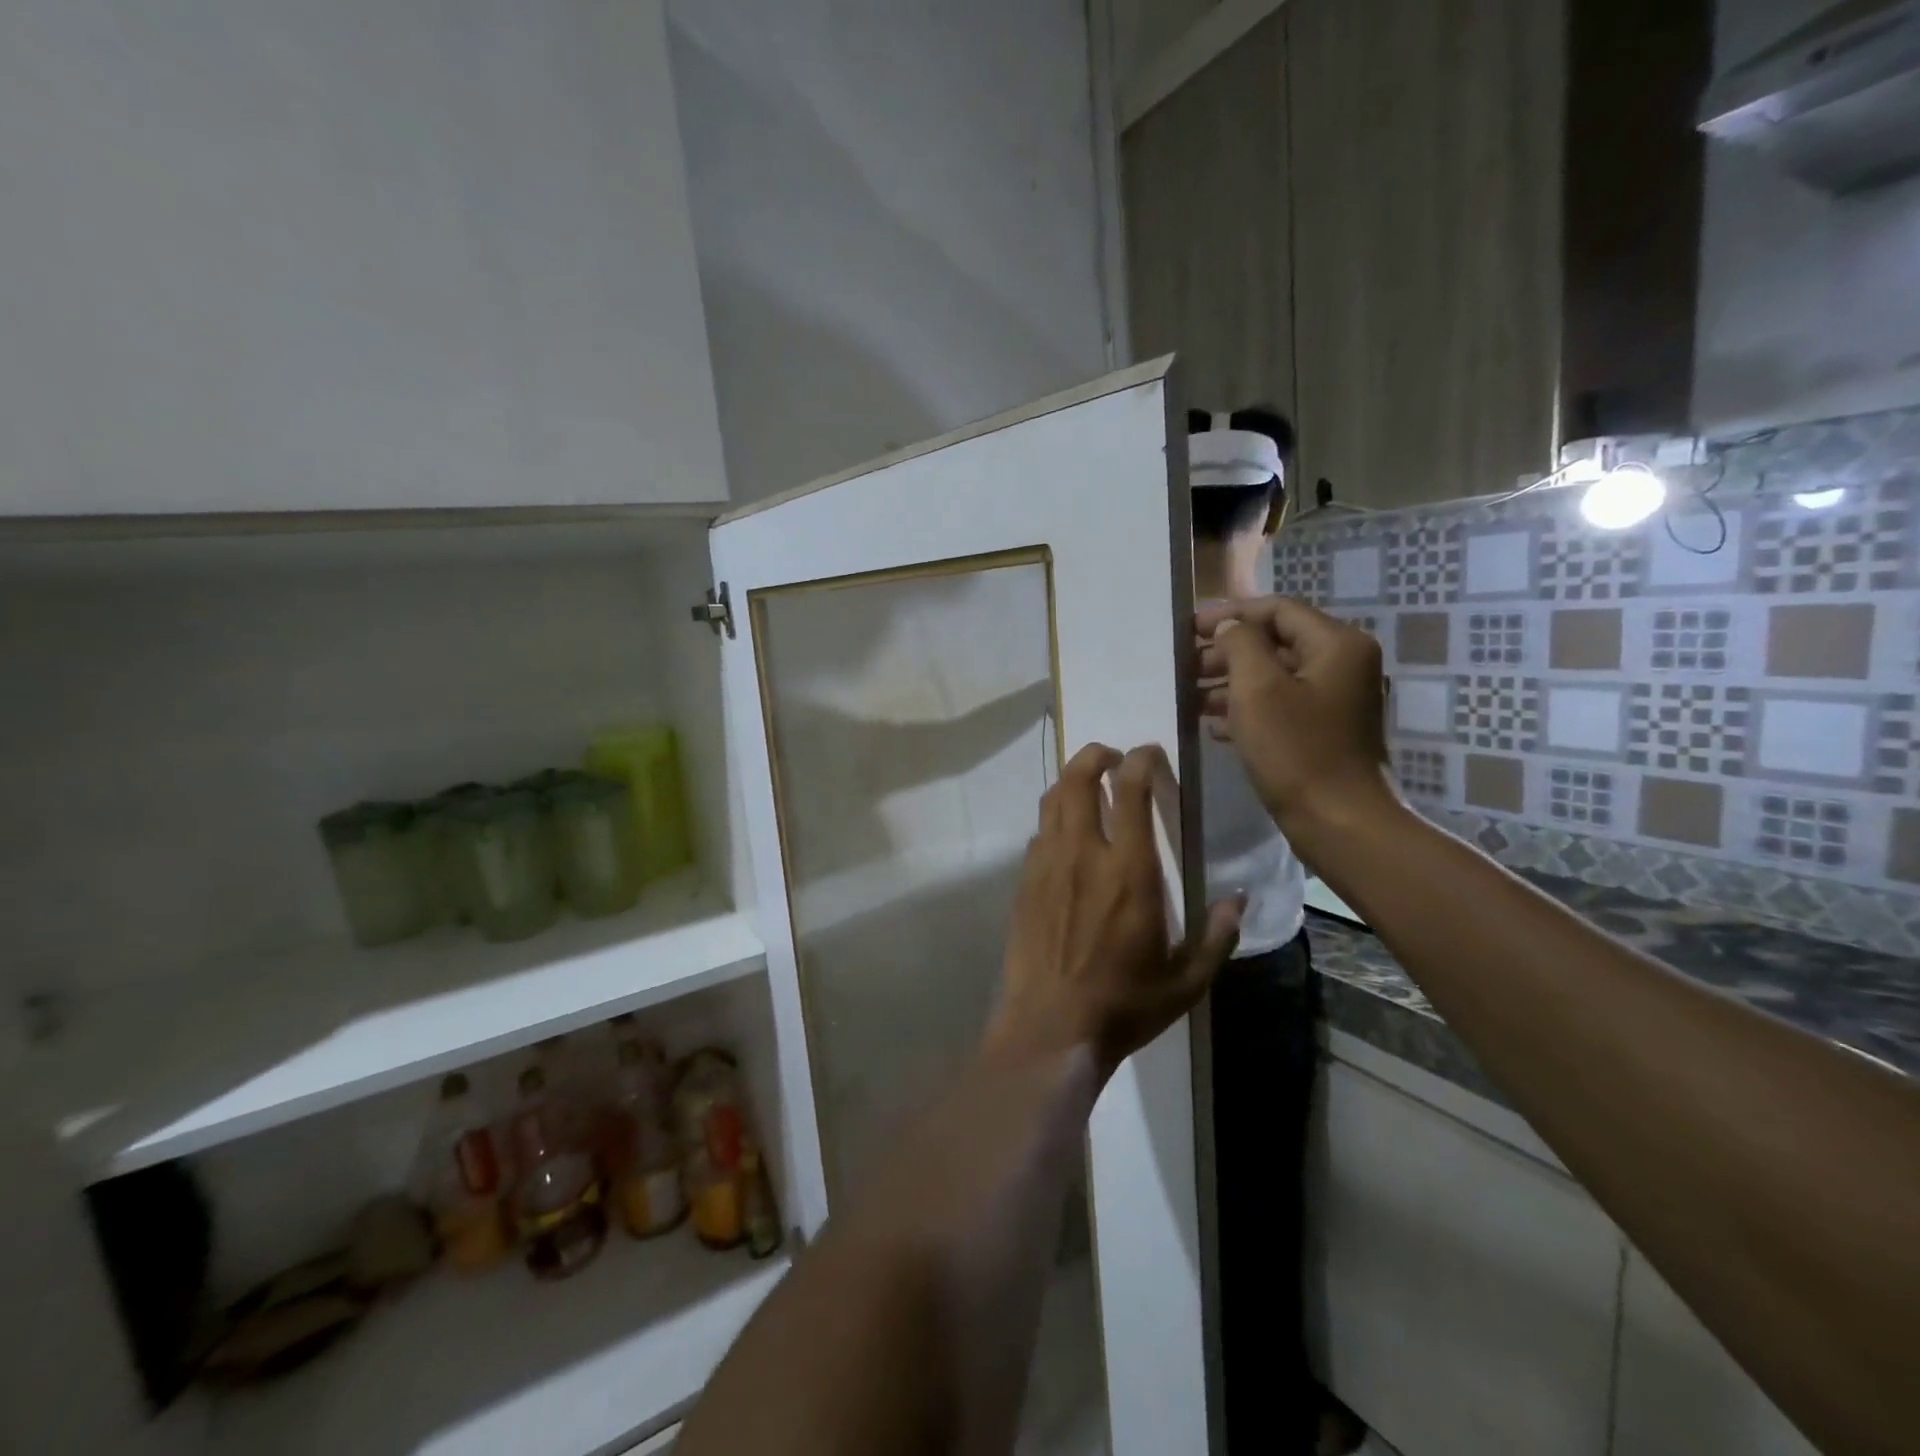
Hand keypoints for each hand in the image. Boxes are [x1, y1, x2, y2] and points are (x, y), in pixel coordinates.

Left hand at [989, 744, 1243, 1078]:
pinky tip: (1065, 833)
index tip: (1147, 753)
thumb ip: (1216, 936)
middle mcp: (1084, 854)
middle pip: (1079, 780)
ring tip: (1087, 781)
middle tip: (1111, 755)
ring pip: (1052, 801)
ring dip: (1070, 780)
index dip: (1139, 761)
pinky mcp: (1024, 883)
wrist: (1050, 1028)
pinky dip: (1054, 818)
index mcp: (1130, 871)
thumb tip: (1239, 899)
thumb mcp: (1187, 981)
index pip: (1131, 792)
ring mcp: (1047, 865)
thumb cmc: (1124, 1004)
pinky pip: (1038, 833)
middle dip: (1095, 755)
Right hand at [1197, 596, 1400, 857]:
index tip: (1187, 629)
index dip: (1230, 614)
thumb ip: (1239, 644)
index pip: (1277, 609)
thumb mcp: (1257, 689)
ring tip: (1190, 698)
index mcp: (1336, 644)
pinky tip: (1214, 727)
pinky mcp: (1325, 731)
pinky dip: (1247, 709)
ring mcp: (1336, 700)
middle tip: (1184, 668)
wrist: (1340, 823)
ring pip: (1275, 676)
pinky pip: (1281, 706)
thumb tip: (1228, 626)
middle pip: (1276, 642)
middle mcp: (1343, 664)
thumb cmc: (1297, 751)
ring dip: (1231, 683)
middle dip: (1226, 652)